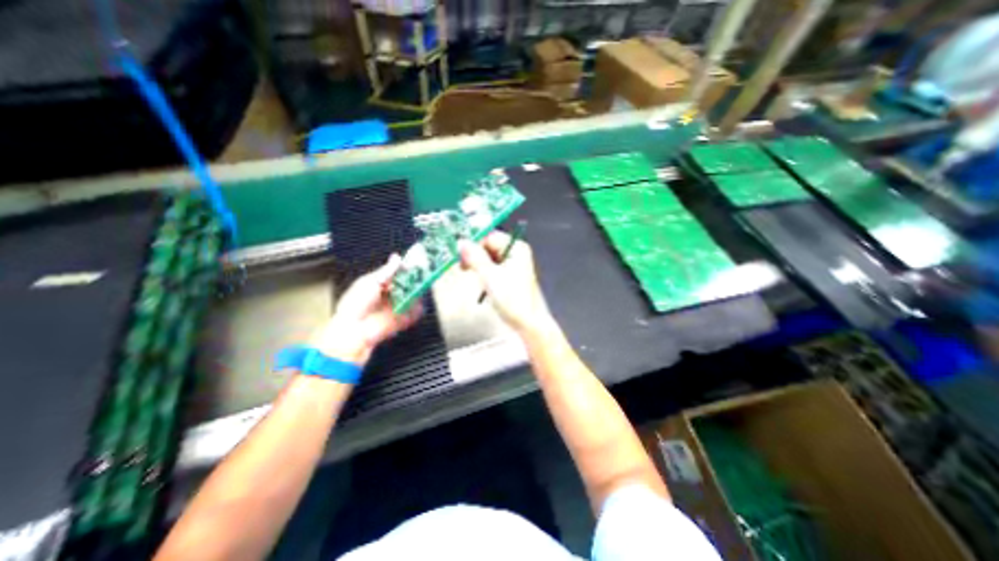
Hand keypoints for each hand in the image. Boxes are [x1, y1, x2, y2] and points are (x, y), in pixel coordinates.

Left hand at [312, 253, 422, 366]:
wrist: (353, 331)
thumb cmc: (355, 305)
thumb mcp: (370, 282)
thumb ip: (386, 271)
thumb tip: (397, 257)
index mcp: (382, 284)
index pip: (399, 273)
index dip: (408, 268)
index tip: (417, 263)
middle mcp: (392, 295)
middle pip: (410, 284)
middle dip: (417, 280)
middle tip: (422, 275)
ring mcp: (398, 307)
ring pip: (415, 296)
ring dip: (418, 293)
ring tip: (418, 289)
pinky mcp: (404, 319)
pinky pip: (417, 312)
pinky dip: (418, 309)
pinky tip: (416, 304)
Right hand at [461, 230, 554, 333]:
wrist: (527, 323)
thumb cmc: (514, 300)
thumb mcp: (490, 276)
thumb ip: (475, 258)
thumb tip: (462, 243)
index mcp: (516, 248)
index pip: (490, 237)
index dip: (474, 244)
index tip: (460, 253)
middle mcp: (516, 253)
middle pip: (489, 246)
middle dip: (475, 255)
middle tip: (463, 266)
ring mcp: (513, 265)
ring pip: (489, 258)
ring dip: (478, 265)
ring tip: (471, 274)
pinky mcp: (509, 276)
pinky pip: (492, 267)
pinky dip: (483, 272)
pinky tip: (480, 281)